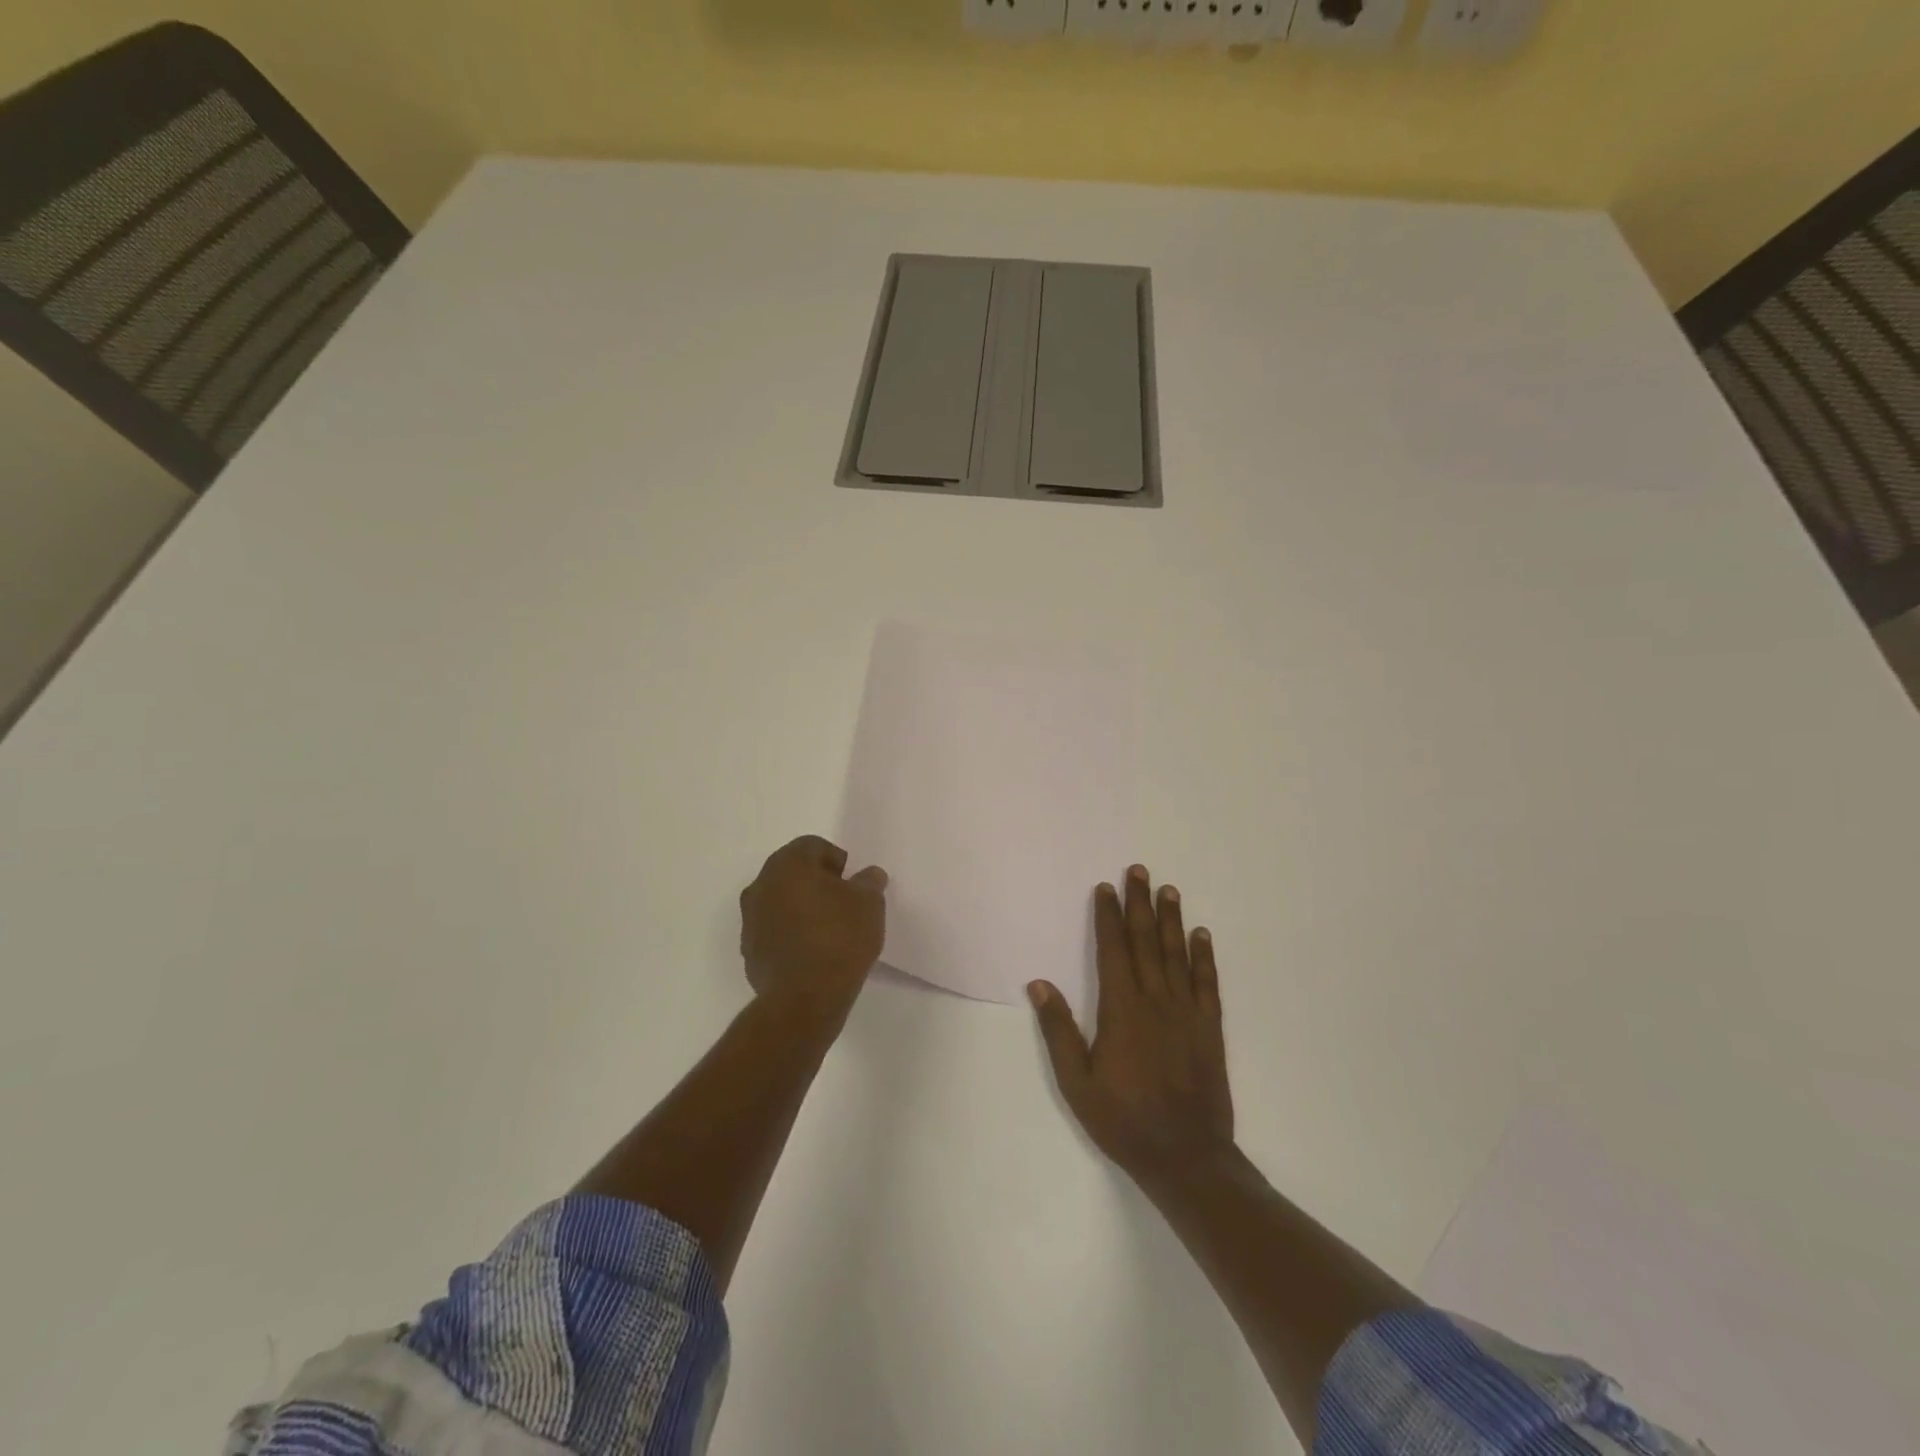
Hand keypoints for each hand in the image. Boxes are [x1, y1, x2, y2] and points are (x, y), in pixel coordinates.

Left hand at [739, 836, 887, 1014]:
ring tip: (829, 930)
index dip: (837, 861)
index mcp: (788, 864)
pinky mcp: (749, 950)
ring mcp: (750, 919)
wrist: (805, 998)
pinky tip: (812, 953)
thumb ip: (869, 883)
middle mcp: (762, 884)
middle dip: (817, 882)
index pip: (813, 846)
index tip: (853, 884)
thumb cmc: (840, 938)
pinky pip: (773, 930)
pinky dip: (790, 933)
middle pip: (792, 872)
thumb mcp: (869, 904)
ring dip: (801, 908)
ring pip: (780, 901)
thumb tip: (868, 875)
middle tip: (843, 903)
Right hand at [1030, 864, 1234, 1185]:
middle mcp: (1155, 1000)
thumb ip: (1058, 1030)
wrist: (1186, 1156)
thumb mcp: (1076, 1082)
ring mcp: (1186, 1013)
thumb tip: (1039, 984)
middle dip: (1140, 904)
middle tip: (1139, 871)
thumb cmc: (1123, 1120)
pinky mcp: (1209, 1029)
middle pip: (1145, 942)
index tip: (1106, 888)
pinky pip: (1207, 983)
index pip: (1112, 950)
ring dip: (1171, 920)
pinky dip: (1204, 956)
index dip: (1108, 917)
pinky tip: (1201, 935)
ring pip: (1176, 954)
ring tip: (1169, 890)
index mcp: (1121, 1009)